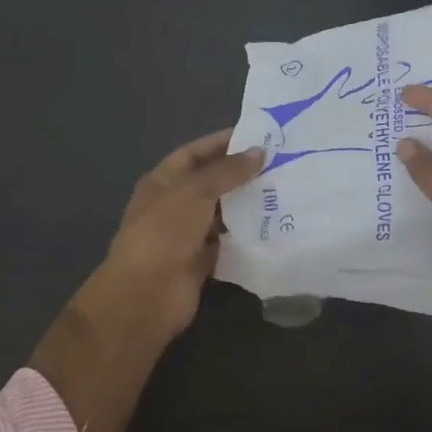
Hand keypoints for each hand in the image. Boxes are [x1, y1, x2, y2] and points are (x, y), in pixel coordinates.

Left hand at [100, 128, 264, 336]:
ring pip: (222, 214)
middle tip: (280, 163)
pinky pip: (228, 243)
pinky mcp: (202, 262)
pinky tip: (275, 225)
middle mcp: (174, 205)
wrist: (146, 295)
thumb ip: (228, 171)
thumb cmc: (164, 232)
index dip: (222, 143)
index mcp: (162, 182)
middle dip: (241, 174)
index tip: (257, 136)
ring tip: (284, 191)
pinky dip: (247, 236)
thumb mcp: (195, 191)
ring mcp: (187, 235)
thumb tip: (259, 152)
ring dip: (247, 205)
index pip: (194, 153)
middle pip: (211, 183)